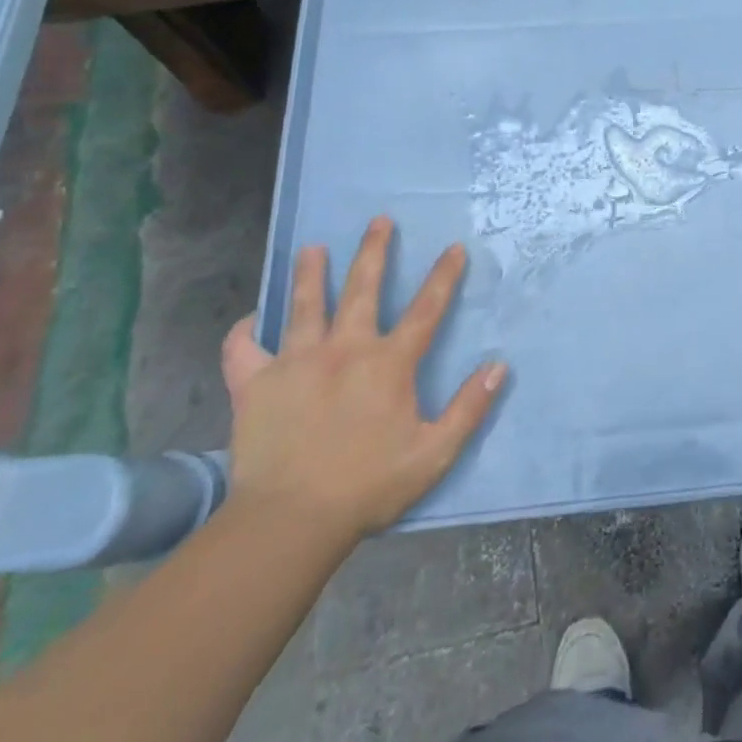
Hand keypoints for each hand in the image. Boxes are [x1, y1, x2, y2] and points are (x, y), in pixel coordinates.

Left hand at [220, 216, 506, 548]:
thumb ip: (469, 408)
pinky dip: (244, 332)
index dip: (443, 276)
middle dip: (374, 251)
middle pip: (362, 288)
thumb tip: (498, 366)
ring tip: (312, 248)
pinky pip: (243, 349)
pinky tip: (249, 322)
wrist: (290, 520)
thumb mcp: (434, 453)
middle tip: (379, 220)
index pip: (426, 309)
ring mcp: (296, 362)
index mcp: (389, 363)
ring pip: (304, 305)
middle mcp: (345, 349)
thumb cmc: (368, 486)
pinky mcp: (255, 384)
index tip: (453, 248)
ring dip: (310, 273)